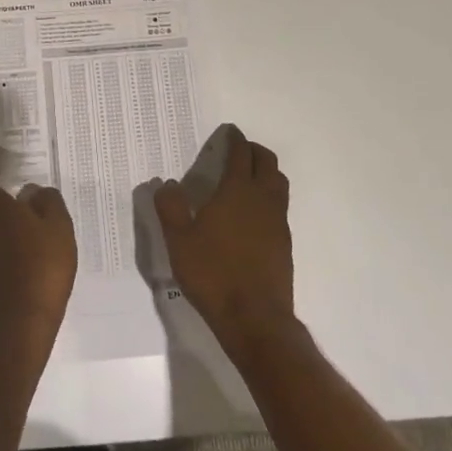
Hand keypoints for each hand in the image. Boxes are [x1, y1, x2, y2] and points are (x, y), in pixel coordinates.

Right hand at [154, 128, 296, 350]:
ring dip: (266, 172)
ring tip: (248, 177)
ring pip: (279, 184)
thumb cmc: (212, 273)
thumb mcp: (179, 240)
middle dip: (254, 151)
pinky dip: (269, 198)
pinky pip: (280, 208)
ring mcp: (278, 222)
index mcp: (237, 191)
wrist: (254, 318)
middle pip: (267, 163)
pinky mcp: (284, 244)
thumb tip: (167, 184)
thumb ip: (170, 207)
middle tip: (239, 150)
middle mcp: (262, 199)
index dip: (236, 139)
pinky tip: (252, 214)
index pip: (240, 154)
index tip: (230, 131)